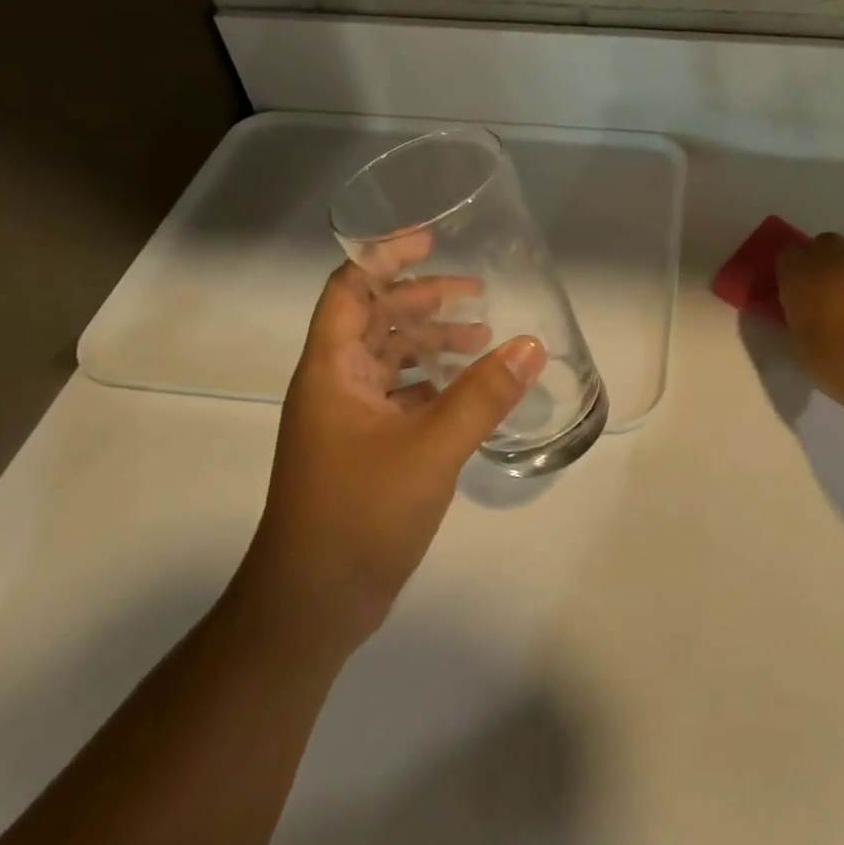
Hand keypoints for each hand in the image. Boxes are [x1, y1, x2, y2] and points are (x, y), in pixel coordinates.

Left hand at [246, 261, 544, 652]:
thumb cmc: (359, 514)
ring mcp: (348, 420)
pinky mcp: (365, 449)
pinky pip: (400, 396)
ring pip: (390, 359)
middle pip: (375, 319)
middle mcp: (335, 385)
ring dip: (431, 342)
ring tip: (483, 339)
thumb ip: (482, 395)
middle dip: (422, 299)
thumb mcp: (430, 449)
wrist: (312, 604)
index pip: (350, 289)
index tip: (431, 240)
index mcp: (331, 370)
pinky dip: (433, 383)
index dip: (385, 257)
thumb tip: (531, 345)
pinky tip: (469, 390)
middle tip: (476, 293)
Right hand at [776, 234, 843, 422]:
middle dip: (825, 262)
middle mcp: (835, 261)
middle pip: (824, 244)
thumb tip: (804, 315)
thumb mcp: (805, 355)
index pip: (787, 257)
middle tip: (830, 295)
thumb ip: (800, 325)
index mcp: (802, 280)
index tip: (796, 293)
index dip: (792, 273)